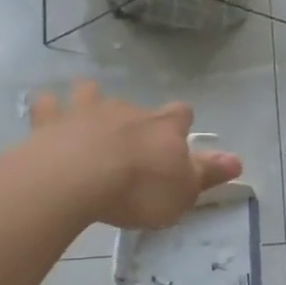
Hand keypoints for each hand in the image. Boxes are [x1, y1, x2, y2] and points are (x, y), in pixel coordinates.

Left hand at [22, 81, 242, 230]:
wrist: (78, 179)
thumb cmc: (139, 188)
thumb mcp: (184, 190)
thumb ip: (208, 174)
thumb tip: (237, 160)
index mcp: (163, 127)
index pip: (180, 114)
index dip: (180, 125)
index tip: (177, 140)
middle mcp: (128, 111)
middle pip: (136, 106)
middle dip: (134, 119)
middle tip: (130, 145)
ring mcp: (87, 111)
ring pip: (90, 93)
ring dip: (90, 100)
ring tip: (87, 115)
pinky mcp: (50, 122)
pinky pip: (48, 105)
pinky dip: (49, 108)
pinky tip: (48, 115)